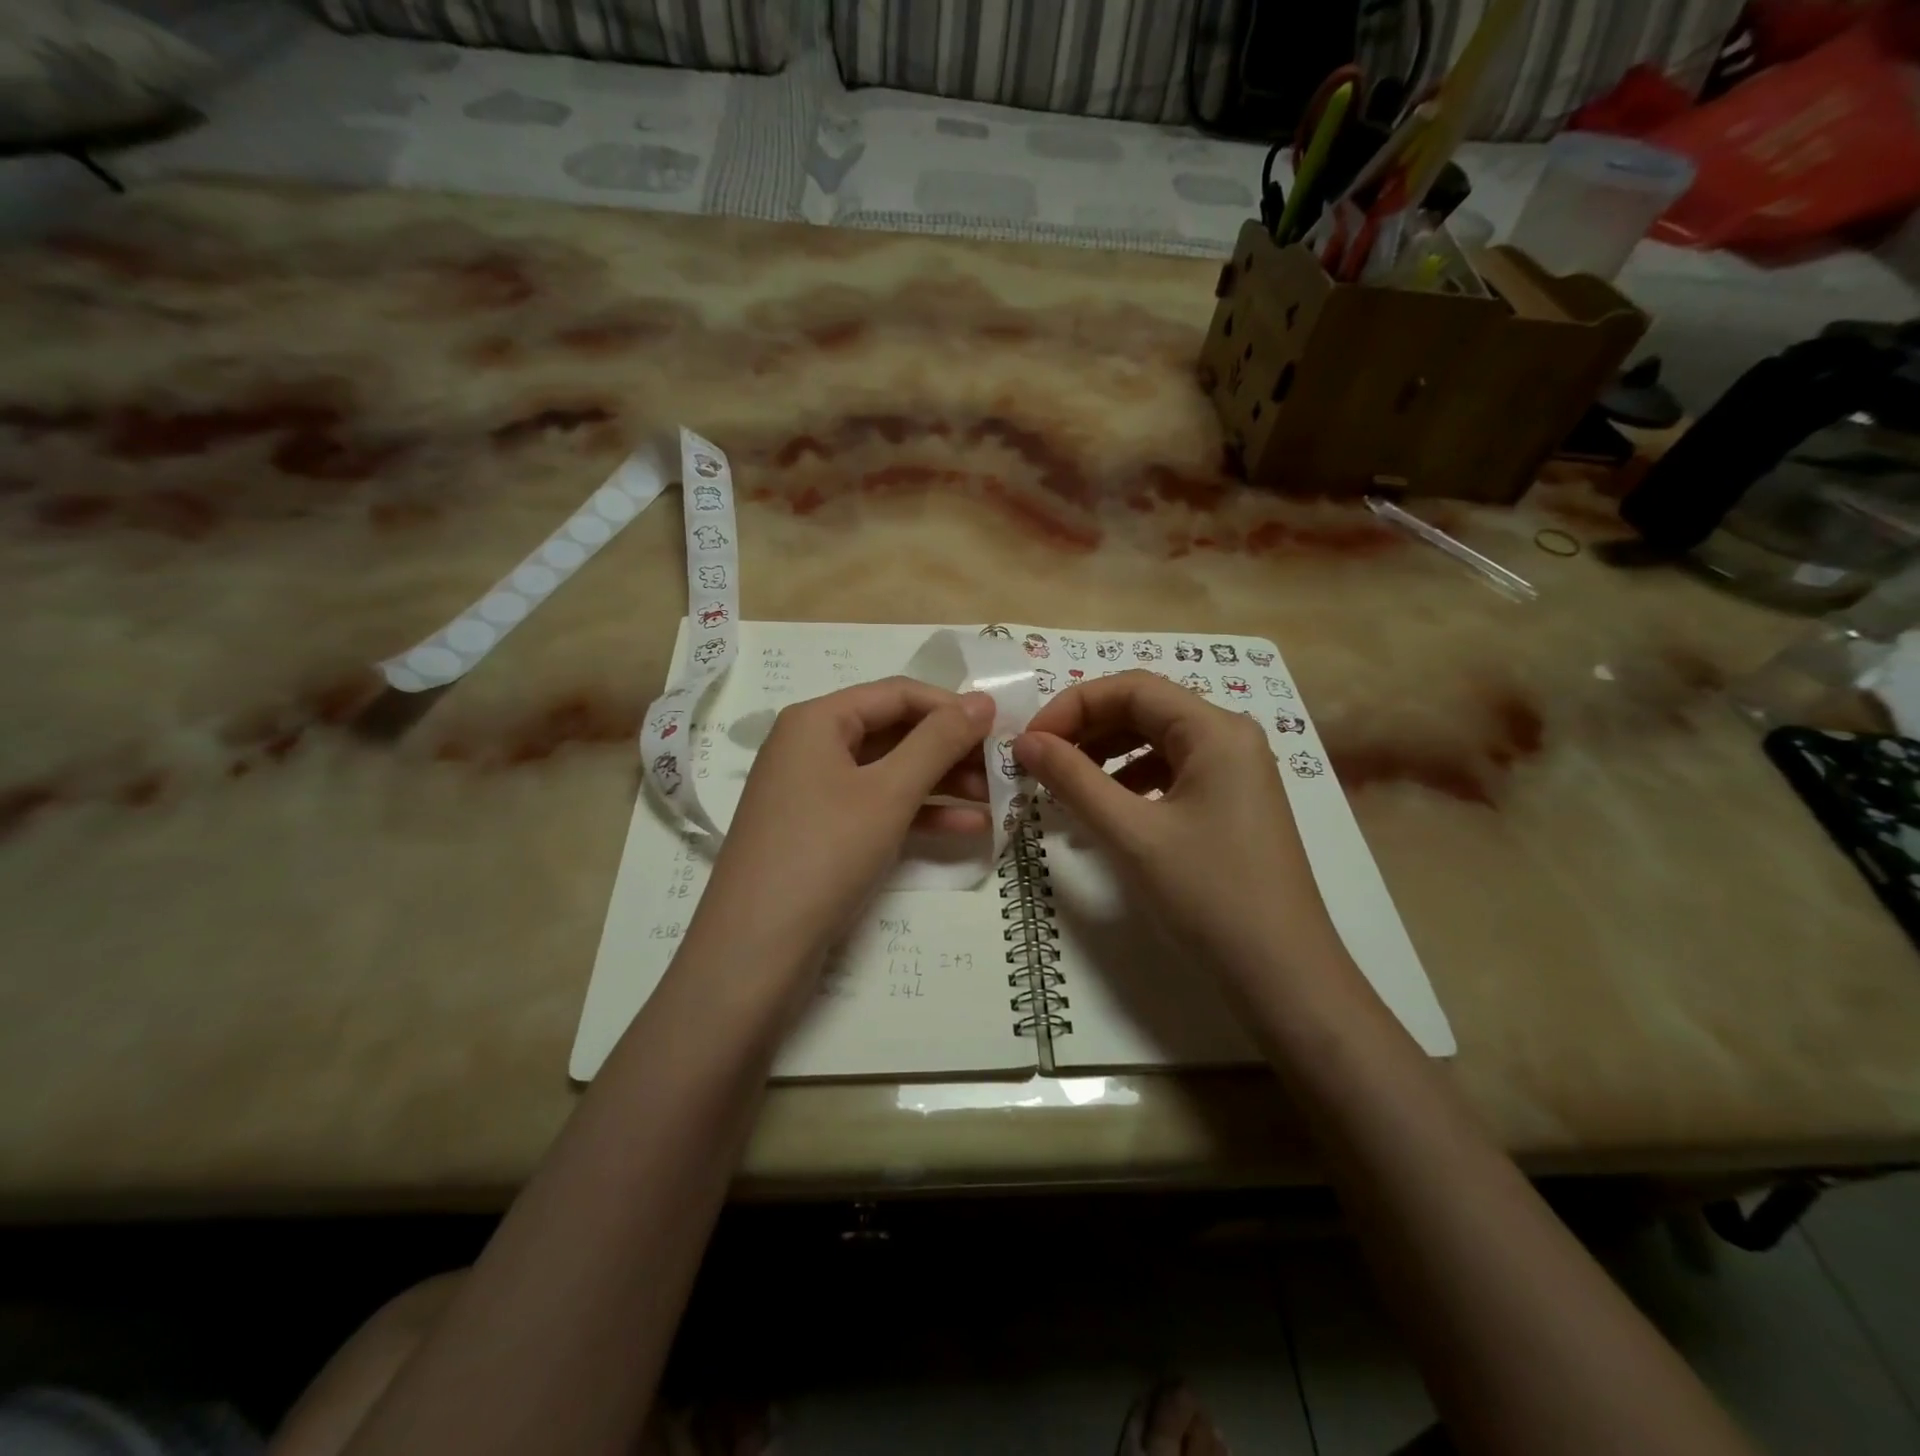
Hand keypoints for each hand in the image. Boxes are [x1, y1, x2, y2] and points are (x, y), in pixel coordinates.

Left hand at [694, 678, 993, 978]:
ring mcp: (814, 792)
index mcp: (818, 720)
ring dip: (943, 784)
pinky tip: (969, 829)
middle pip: (895, 732)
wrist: (755, 951)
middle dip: (951, 749)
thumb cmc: (824, 853)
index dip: (952, 706)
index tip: (1002, 727)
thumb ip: (939, 742)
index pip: (898, 694)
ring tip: (998, 800)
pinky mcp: (820, 832)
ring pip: (890, 773)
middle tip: (1004, 767)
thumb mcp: (889, 792)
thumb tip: (983, 701)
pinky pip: (877, 807)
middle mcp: (811, 746)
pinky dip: (920, 814)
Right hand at [1013, 670, 1349, 995]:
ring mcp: (1235, 772)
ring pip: (1156, 741)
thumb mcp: (1131, 834)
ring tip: (1065, 786)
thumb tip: (1024, 742)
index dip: (1073, 706)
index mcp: (1215, 730)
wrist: (1282, 974)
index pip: (1132, 689)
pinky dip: (1130, 781)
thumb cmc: (1208, 895)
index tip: (1030, 741)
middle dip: (1087, 730)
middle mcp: (1230, 738)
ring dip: (1105, 755)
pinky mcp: (1232, 803)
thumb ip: (1073, 780)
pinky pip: (1171, 772)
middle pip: (1145, 710)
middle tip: (1039, 762)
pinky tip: (1105, 809)